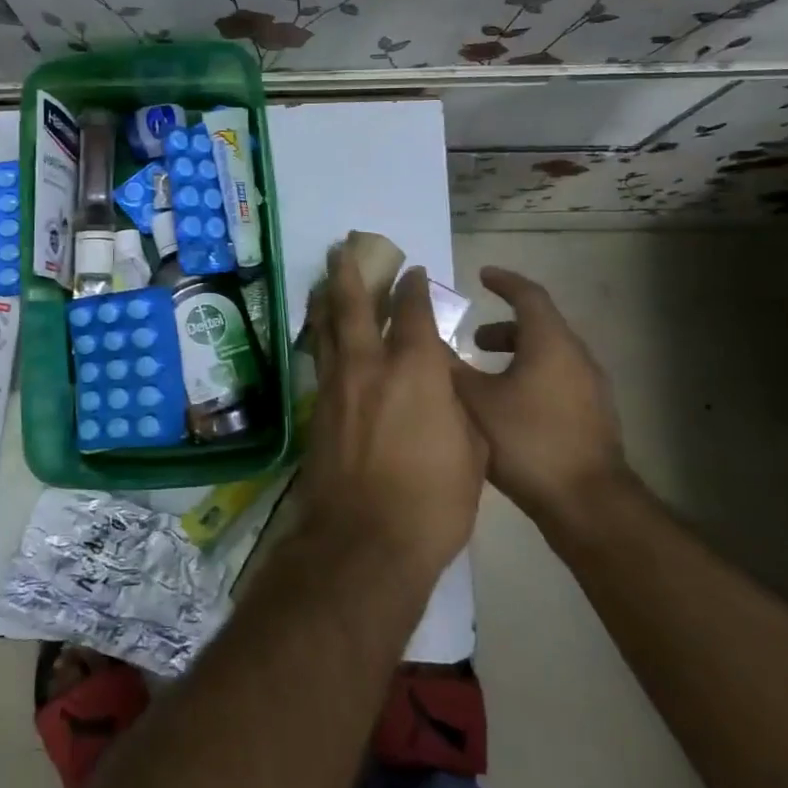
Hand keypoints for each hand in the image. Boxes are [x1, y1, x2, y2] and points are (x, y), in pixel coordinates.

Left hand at [303, 247, 486, 585]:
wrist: (365, 540)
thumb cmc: (433, 501)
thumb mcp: (471, 450)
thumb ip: (456, 405)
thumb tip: (444, 384)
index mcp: (415, 370)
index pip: (412, 312)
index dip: (413, 287)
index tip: (413, 271)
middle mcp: (370, 366)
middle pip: (353, 305)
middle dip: (349, 272)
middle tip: (342, 247)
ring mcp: (337, 386)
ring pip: (327, 328)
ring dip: (326, 298)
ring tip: (324, 278)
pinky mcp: (317, 409)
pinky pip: (320, 358)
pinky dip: (321, 336)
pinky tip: (321, 335)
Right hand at [450, 267, 628, 530]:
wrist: (588, 504)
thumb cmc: (527, 442)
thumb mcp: (474, 400)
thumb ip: (448, 366)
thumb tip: (423, 339)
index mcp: (551, 343)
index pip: (528, 295)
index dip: (503, 281)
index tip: (481, 276)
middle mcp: (577, 357)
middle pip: (540, 326)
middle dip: (503, 326)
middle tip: (472, 337)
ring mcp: (591, 389)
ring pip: (549, 355)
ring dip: (516, 354)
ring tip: (485, 374)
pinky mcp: (593, 416)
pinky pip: (558, 379)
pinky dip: (530, 376)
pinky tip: (508, 407)